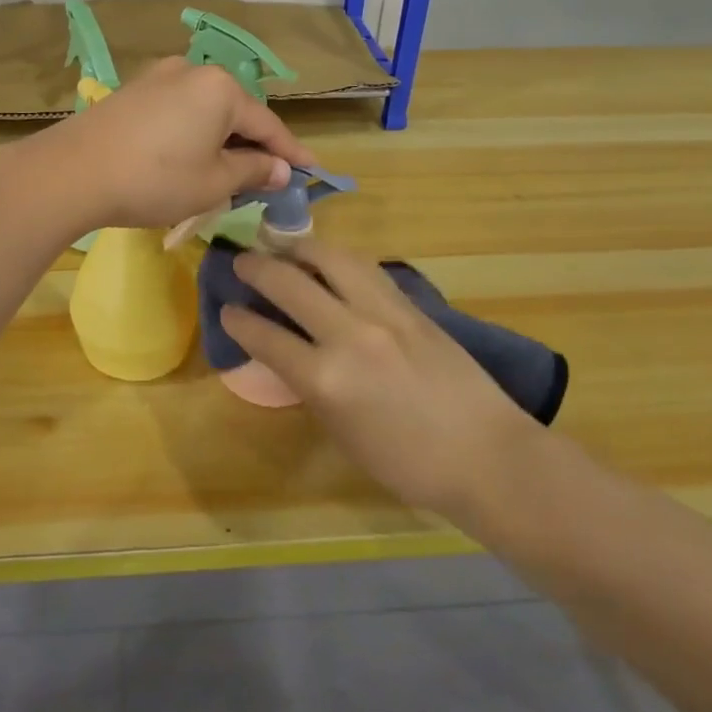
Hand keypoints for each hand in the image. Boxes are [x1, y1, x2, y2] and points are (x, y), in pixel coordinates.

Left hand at [42, 58, 316, 230]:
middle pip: (236, 112)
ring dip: (221, 139)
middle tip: (267, 176)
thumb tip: (281, 169)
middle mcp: (192, 71)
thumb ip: (253, 171)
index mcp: (221, 88)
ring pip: (205, 110)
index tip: (311, 171)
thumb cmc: (155, 179)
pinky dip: (192, 132)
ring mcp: (158, 77)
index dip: (291, 152)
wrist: (73, 172)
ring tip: (227, 169)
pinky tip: (188, 156)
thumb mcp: (213, 182)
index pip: (268, 124)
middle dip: (253, 144)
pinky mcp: (132, 91)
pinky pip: (178, 110)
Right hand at [222, 239, 540, 522]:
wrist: (486, 455)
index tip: (226, 310)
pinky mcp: (410, 304)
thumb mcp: (342, 433)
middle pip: (288, 282)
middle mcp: (348, 334)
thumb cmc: (408, 464)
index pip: (265, 336)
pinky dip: (338, 259)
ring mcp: (382, 313)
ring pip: (331, 257)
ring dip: (299, 247)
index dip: (237, 320)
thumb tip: (291, 355)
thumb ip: (311, 387)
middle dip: (256, 267)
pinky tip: (329, 261)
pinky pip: (365, 268)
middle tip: (242, 260)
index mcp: (324, 379)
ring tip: (284, 248)